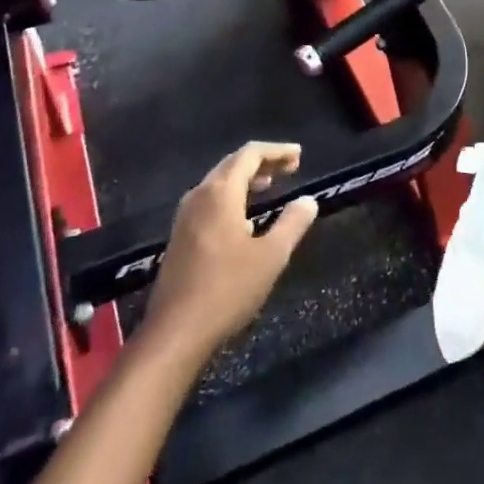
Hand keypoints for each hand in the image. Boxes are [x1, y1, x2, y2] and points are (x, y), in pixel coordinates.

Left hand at [144, 142, 318, 358]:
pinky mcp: (180, 236)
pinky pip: (210, 201)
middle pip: (232, 164)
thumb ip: (292, 224)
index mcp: (220, 192)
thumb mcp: (270, 257)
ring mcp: (185, 216)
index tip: (299, 155)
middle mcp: (199, 195)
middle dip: (262, 162)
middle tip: (290, 168)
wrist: (175, 332)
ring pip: (219, 183)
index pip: (250, 154)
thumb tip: (308, 200)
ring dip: (246, 180)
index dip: (276, 151)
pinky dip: (232, 197)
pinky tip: (245, 218)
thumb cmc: (227, 289)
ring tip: (271, 186)